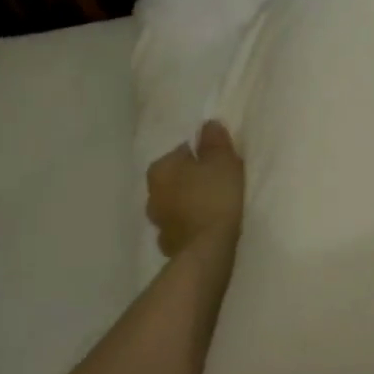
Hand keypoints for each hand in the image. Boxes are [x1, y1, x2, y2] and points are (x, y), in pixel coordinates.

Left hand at [145, 120, 244, 256]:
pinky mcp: (168, 245)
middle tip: (219, 182)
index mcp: (160, 169)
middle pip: (176, 178)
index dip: (203, 155)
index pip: (182, 152)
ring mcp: (157, 223)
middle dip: (192, 179)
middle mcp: (152, 194)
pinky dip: (191, 224)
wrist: (208, 249)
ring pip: (176, 204)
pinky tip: (208, 226)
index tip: (220, 162)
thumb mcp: (222, 160)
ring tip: (215, 205)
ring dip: (189, 203)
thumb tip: (207, 125)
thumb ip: (214, 140)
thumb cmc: (215, 196)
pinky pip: (181, 226)